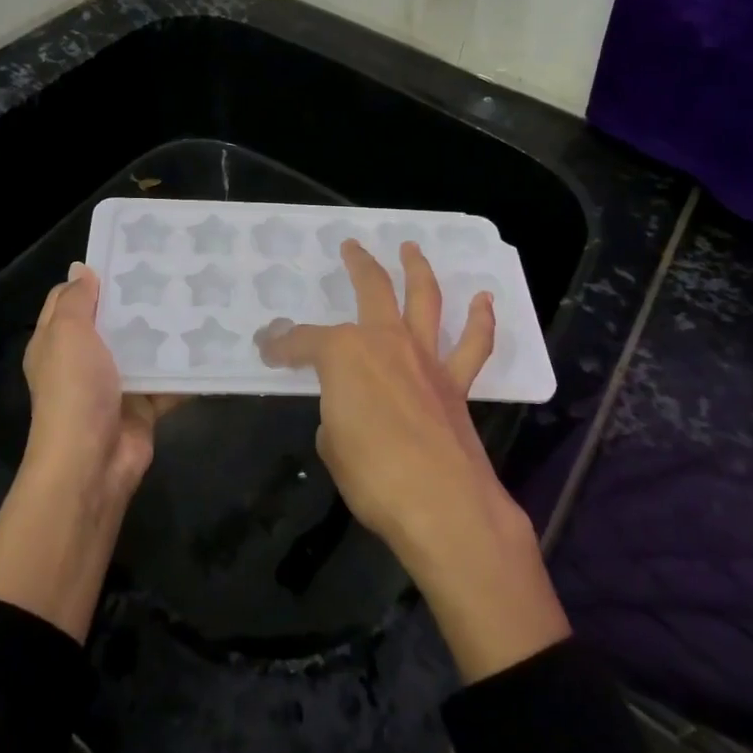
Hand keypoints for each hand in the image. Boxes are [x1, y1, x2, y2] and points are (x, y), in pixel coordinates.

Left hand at [22, 262, 181, 496]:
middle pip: (112, 322)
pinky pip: (168, 380)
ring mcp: (115, 384)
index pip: (71, 299)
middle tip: (174, 271)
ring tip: (199, 298)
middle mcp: (84, 361)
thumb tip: (82, 269)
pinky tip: (211, 342)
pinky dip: (186, 368)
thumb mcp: (66, 334)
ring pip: (143, 349)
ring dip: (166, 331)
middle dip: (139, 300)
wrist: (92, 462)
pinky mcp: (143, 405)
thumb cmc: (74, 390)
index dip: (95, 278)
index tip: (129, 255)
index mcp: (57, 342)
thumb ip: (76, 300)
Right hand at [258, 240, 569, 681]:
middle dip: (358, 265)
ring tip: (412, 248)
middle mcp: (385, 341)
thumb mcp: (331, 445)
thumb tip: (345, 414)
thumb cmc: (373, 475)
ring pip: (425, 299)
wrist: (442, 505)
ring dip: (418, 269)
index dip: (281, 345)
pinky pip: (472, 344)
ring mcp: (425, 357)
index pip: (302, 342)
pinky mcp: (456, 382)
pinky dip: (481, 319)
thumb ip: (336, 417)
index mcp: (343, 354)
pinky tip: (484, 299)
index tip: (268, 348)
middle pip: (371, 289)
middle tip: (351, 247)